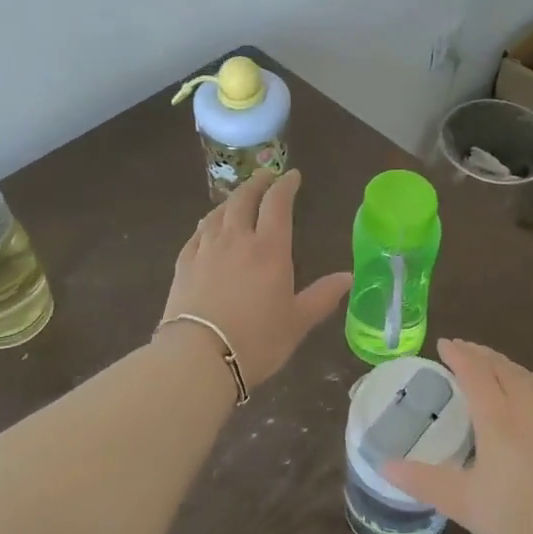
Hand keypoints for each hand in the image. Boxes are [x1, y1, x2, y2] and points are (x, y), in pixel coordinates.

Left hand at [160, 171, 351, 392]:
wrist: (198, 358)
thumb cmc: (256, 341)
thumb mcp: (297, 322)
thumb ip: (322, 296)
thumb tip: (349, 277)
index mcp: (269, 249)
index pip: (278, 203)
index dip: (285, 185)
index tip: (292, 176)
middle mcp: (236, 239)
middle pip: (244, 199)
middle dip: (257, 183)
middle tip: (265, 177)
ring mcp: (206, 249)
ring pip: (218, 213)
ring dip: (231, 200)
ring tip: (238, 199)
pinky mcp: (183, 264)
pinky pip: (197, 233)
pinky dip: (207, 223)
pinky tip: (207, 227)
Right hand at [383, 339, 532, 533]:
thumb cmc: (521, 520)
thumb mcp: (464, 504)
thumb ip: (423, 481)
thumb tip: (383, 465)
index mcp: (498, 418)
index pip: (474, 371)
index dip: (457, 354)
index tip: (442, 344)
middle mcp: (526, 407)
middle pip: (500, 366)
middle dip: (478, 353)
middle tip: (460, 348)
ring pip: (523, 375)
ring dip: (501, 362)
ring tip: (487, 363)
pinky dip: (522, 378)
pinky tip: (523, 392)